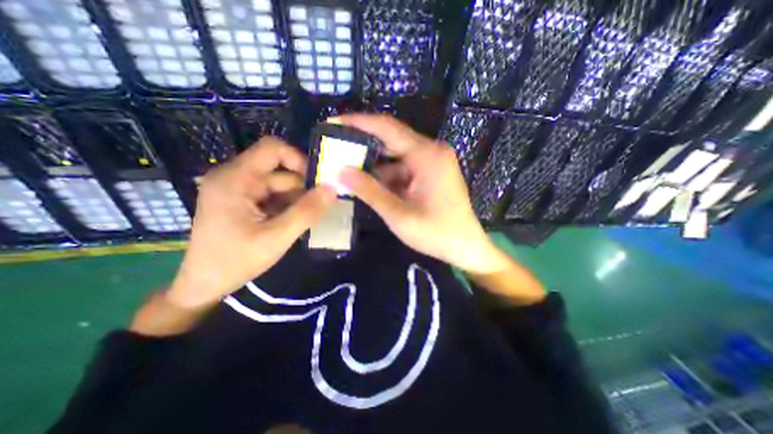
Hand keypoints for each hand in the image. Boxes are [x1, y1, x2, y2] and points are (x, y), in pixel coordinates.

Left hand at [165, 136, 334, 308]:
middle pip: (280, 171)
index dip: (299, 160)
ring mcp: (238, 189)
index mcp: (236, 179)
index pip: (273, 149)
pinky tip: (290, 224)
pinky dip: (287, 207)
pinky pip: (273, 195)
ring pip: (280, 185)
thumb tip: (333, 189)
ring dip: (295, 201)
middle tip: (316, 210)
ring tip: (301, 222)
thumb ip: (306, 212)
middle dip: (301, 190)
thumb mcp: (277, 237)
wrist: (203, 285)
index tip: (317, 183)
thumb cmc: (235, 261)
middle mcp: (235, 177)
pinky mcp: (243, 200)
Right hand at [339, 114, 511, 273]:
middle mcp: (431, 151)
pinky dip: (386, 175)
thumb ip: (369, 191)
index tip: (333, 122)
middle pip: (391, 140)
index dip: (358, 123)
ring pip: (395, 156)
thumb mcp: (399, 215)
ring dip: (373, 164)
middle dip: (363, 145)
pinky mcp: (431, 173)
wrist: (465, 247)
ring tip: (346, 168)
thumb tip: (340, 171)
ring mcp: (432, 162)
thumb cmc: (436, 233)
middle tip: (335, 148)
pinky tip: (369, 183)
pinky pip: (403, 168)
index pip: (387, 128)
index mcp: (426, 155)